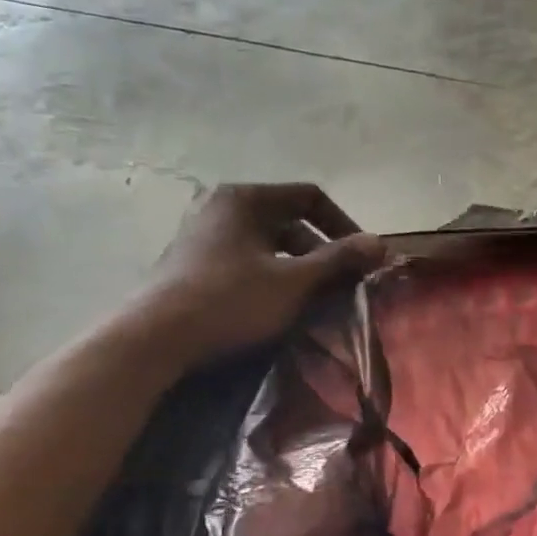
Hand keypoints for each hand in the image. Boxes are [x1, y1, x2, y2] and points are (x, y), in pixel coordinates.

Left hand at [139, 182, 384, 356]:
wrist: (156, 338)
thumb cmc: (231, 301)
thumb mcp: (294, 281)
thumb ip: (339, 260)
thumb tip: (381, 243)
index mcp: (245, 198)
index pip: (309, 197)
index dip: (343, 226)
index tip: (362, 258)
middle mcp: (221, 205)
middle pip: (288, 221)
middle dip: (321, 252)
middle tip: (341, 284)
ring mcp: (202, 233)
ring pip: (267, 243)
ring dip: (298, 267)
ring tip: (314, 300)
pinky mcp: (192, 262)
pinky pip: (245, 260)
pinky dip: (270, 276)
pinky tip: (277, 306)